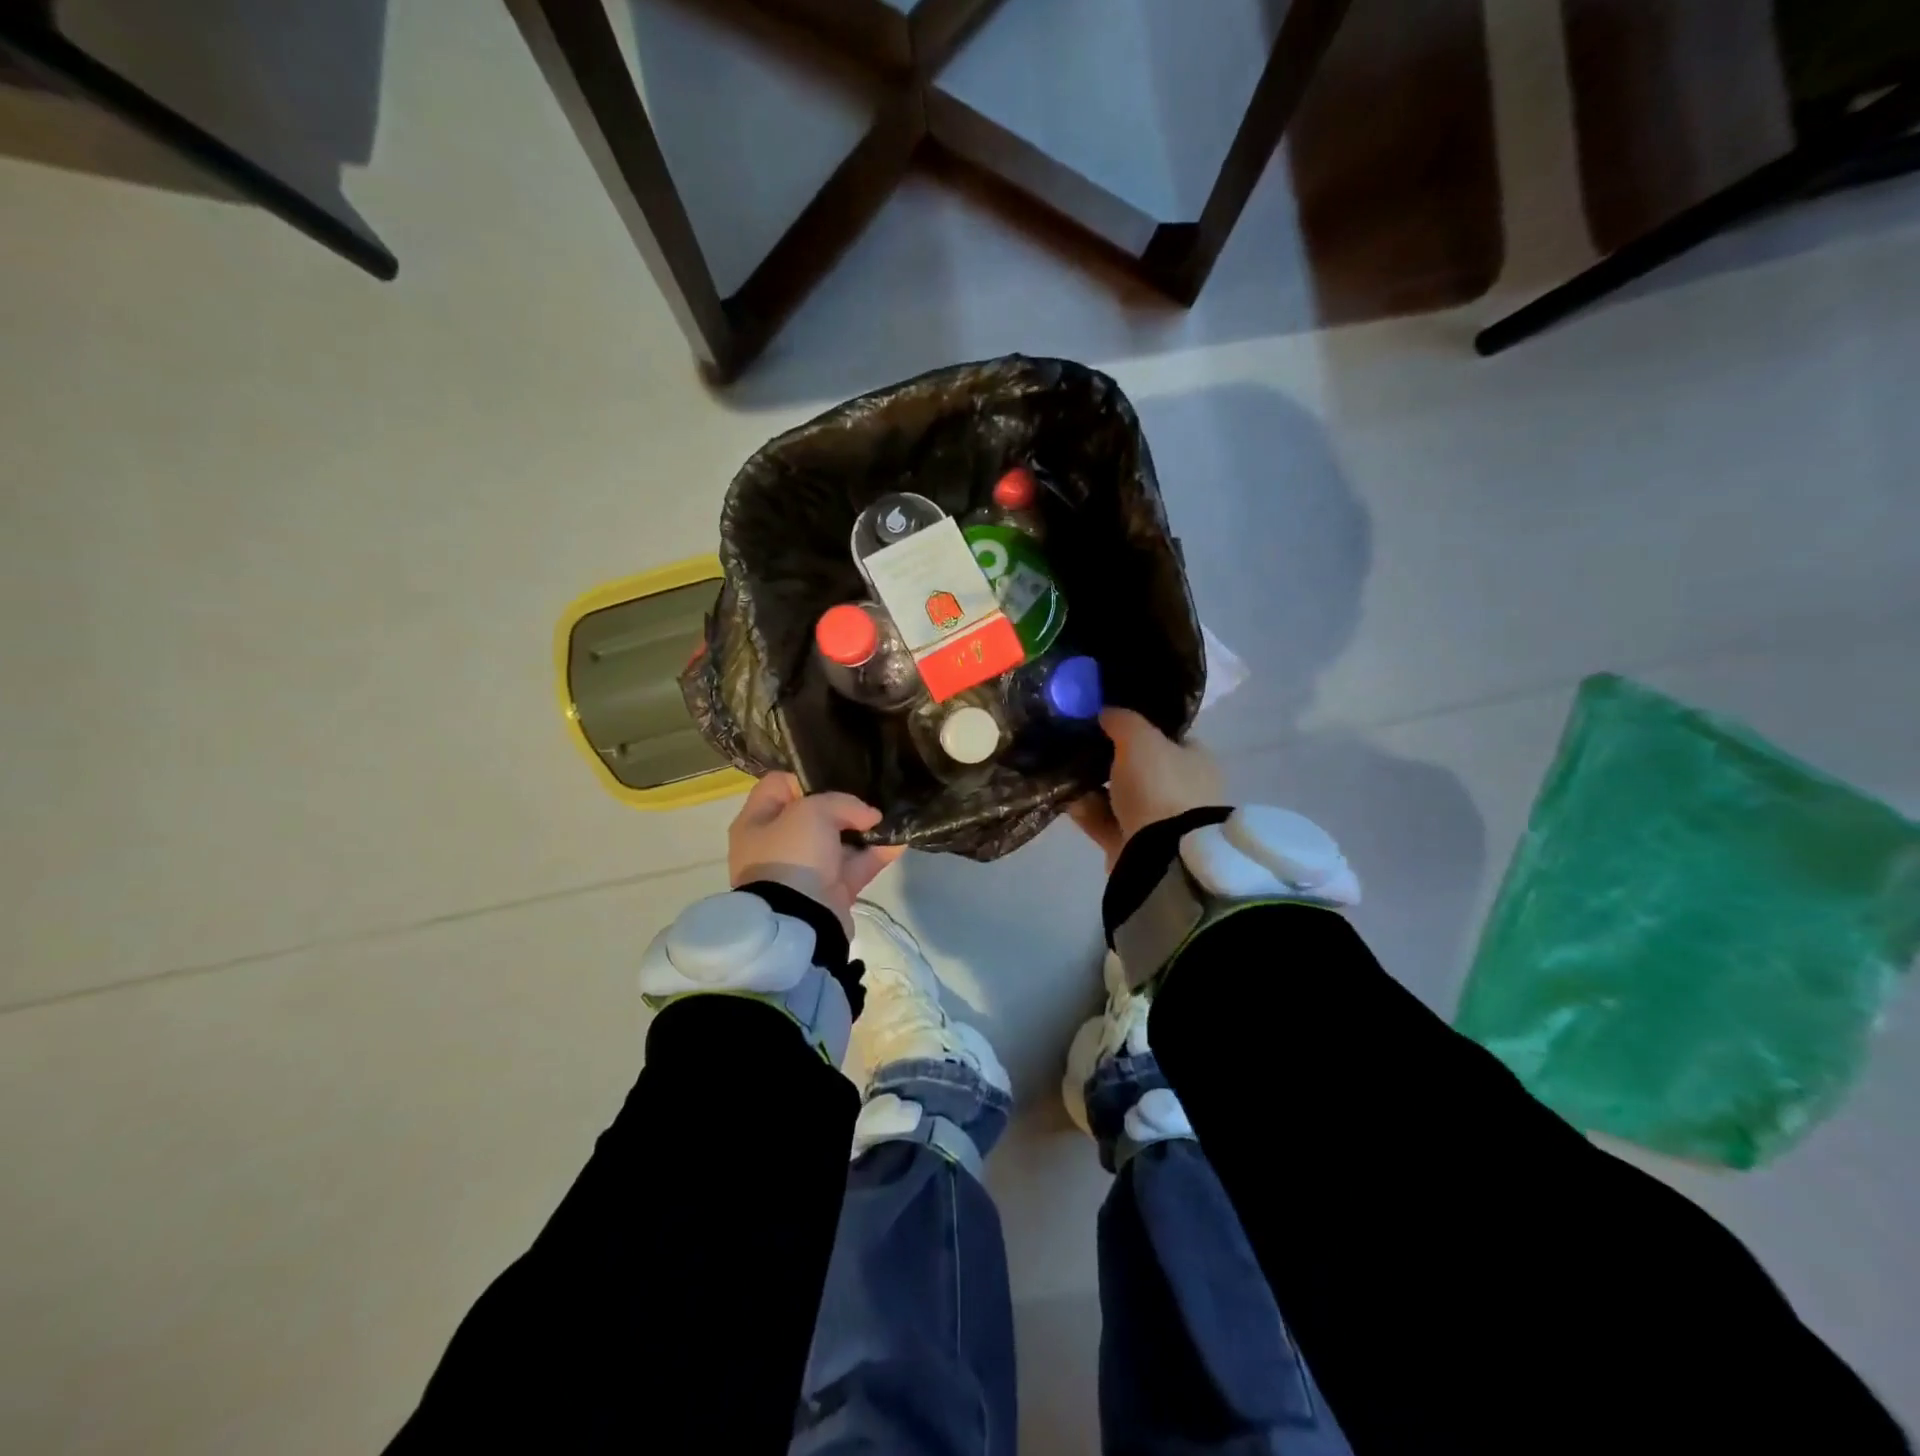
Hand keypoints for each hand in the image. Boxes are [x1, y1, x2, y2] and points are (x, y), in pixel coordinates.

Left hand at [728, 773, 904, 932]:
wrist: (798, 920)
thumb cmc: (792, 854)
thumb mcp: (812, 811)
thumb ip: (843, 803)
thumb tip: (869, 815)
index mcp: (757, 822)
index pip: (778, 786)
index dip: (805, 777)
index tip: (834, 776)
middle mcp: (777, 844)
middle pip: (812, 814)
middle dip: (842, 805)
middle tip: (867, 795)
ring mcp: (804, 870)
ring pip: (838, 841)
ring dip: (864, 830)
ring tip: (890, 815)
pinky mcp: (830, 891)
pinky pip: (856, 866)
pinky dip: (876, 854)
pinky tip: (900, 840)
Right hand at [1068, 708, 1223, 870]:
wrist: (1161, 854)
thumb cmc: (1160, 786)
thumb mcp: (1141, 739)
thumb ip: (1123, 720)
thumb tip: (1106, 711)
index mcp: (1195, 761)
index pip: (1166, 738)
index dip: (1138, 728)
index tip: (1106, 721)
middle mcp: (1181, 790)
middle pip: (1139, 768)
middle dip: (1108, 758)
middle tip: (1077, 744)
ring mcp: (1157, 821)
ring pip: (1118, 795)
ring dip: (1092, 785)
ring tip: (1063, 769)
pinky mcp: (1133, 845)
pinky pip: (1103, 820)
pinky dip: (1085, 810)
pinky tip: (1062, 797)